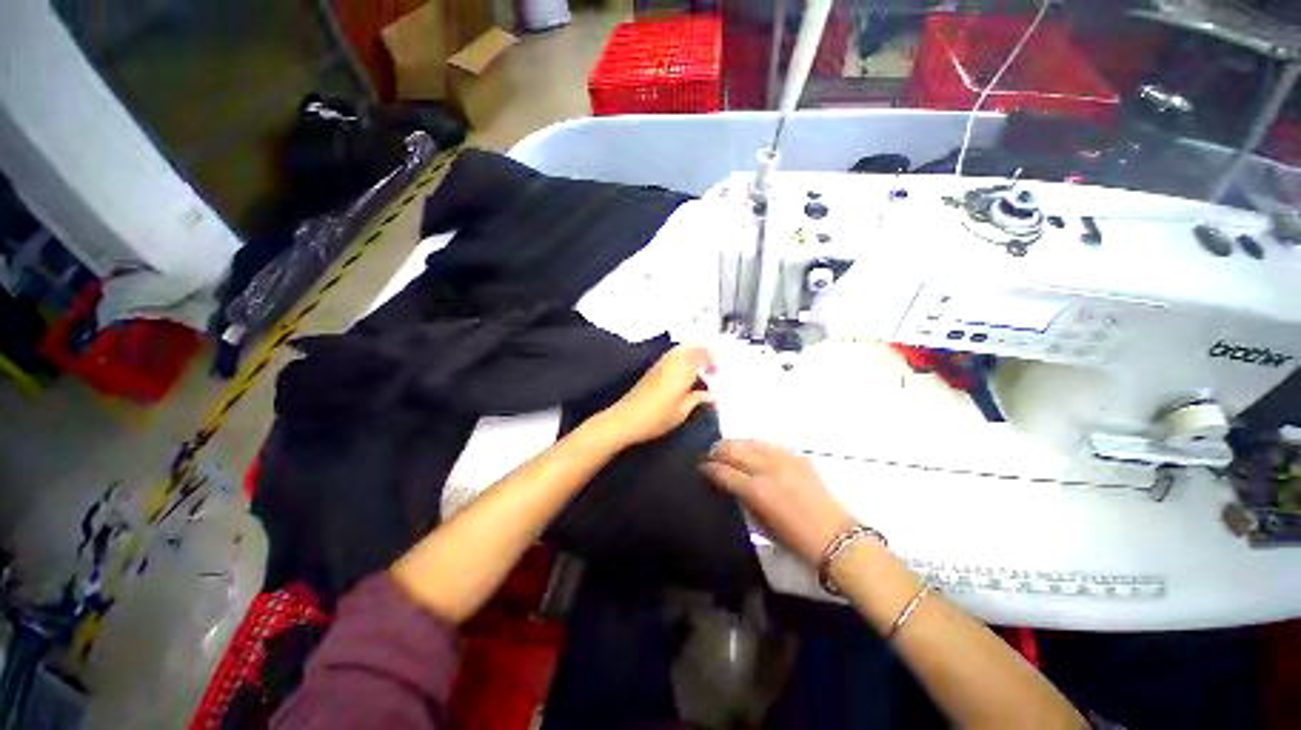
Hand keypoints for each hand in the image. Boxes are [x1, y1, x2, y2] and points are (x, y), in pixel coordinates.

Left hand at [598, 345, 714, 447]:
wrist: (626, 419)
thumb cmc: (657, 417)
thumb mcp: (682, 412)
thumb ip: (697, 399)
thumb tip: (710, 394)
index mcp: (683, 370)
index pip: (702, 354)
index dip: (712, 360)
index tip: (717, 372)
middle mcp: (673, 361)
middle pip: (691, 347)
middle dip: (703, 353)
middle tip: (711, 368)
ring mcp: (661, 364)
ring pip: (680, 350)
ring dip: (692, 355)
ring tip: (700, 371)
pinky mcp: (652, 369)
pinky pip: (672, 356)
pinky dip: (682, 360)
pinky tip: (684, 375)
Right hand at [701, 440, 856, 564]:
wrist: (835, 536)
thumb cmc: (794, 539)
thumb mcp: (760, 523)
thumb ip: (741, 498)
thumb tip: (726, 482)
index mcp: (756, 490)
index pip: (723, 471)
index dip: (708, 468)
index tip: (701, 467)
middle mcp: (767, 469)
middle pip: (733, 450)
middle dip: (717, 451)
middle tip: (710, 455)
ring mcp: (784, 459)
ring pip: (750, 441)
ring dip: (735, 444)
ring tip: (728, 450)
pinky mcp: (797, 456)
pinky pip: (769, 445)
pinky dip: (755, 446)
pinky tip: (752, 451)